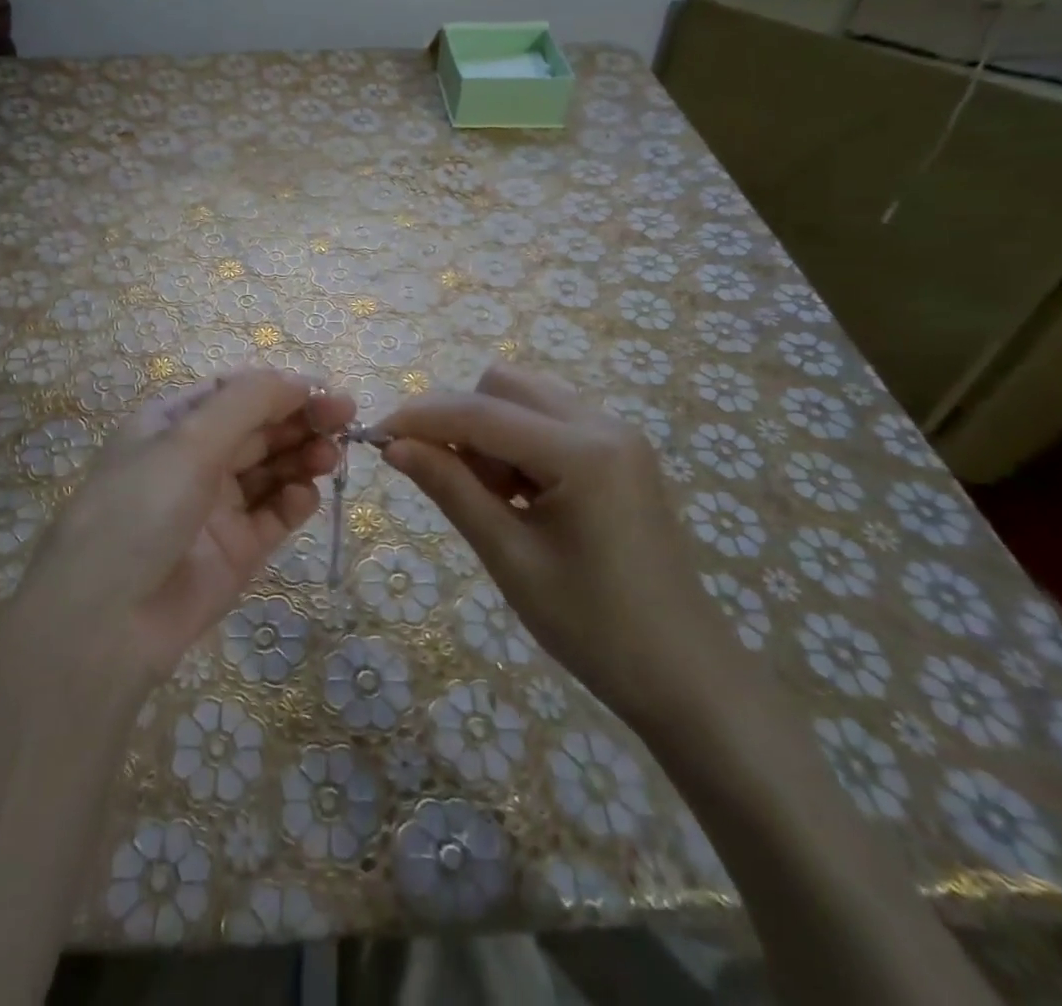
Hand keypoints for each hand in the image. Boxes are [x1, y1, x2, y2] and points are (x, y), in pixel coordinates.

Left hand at [15, 368, 355, 691]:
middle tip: (346, 420)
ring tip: (331, 457)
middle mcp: (194, 460)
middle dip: (300, 420)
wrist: (106, 620)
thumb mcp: (188, 440)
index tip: (325, 392)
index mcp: (172, 424)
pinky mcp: (237, 550)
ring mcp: (216, 506)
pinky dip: (294, 500)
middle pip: (259, 429)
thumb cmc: (140, 508)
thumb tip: (299, 380)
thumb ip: (248, 403)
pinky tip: (305, 495)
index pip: (236, 394)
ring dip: (303, 457)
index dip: (281, 389)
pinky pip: (274, 515)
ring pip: (271, 469)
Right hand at [377, 364, 737, 728]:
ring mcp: (617, 434)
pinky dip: (516, 443)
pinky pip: (548, 421)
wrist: (685, 676)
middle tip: (445, 477)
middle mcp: (603, 424)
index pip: (481, 412)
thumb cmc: (594, 627)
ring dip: (488, 430)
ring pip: (525, 399)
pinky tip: (518, 495)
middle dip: (459, 419)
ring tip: (489, 496)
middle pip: (503, 386)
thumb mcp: (510, 558)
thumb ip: (450, 489)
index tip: (376, 436)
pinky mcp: (619, 452)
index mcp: (583, 452)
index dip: (421, 418)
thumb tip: (394, 446)